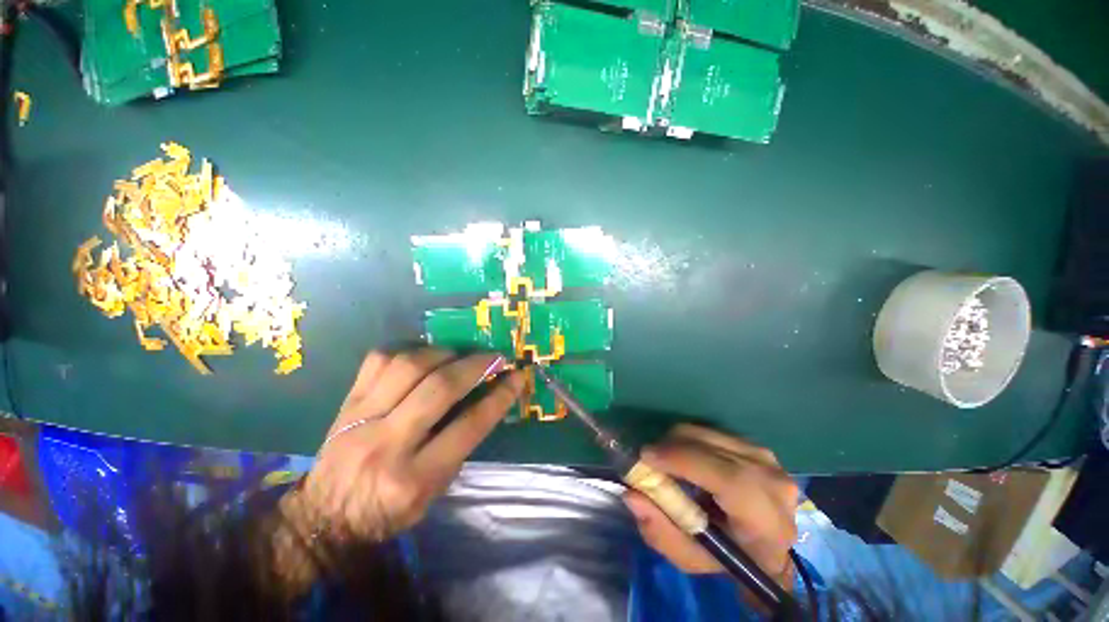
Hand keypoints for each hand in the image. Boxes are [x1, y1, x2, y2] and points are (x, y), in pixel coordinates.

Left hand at [296, 349, 523, 540]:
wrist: (324, 516)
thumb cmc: (389, 511)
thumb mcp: (435, 490)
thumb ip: (460, 444)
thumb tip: (486, 397)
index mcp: (416, 477)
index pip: (469, 426)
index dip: (499, 396)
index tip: (516, 377)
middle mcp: (388, 444)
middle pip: (440, 388)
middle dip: (475, 365)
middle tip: (493, 357)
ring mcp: (362, 419)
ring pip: (410, 366)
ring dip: (444, 353)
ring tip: (458, 355)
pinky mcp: (347, 402)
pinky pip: (379, 360)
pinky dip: (408, 350)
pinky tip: (422, 355)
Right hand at [623, 425, 797, 589]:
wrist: (769, 547)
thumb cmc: (730, 559)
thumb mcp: (692, 559)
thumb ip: (661, 532)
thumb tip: (632, 495)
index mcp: (766, 522)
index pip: (728, 478)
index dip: (683, 460)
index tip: (646, 456)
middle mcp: (773, 482)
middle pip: (713, 446)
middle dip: (672, 445)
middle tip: (649, 458)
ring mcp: (767, 458)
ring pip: (709, 432)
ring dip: (679, 441)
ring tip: (667, 460)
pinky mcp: (755, 445)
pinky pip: (712, 430)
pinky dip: (690, 438)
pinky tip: (686, 456)